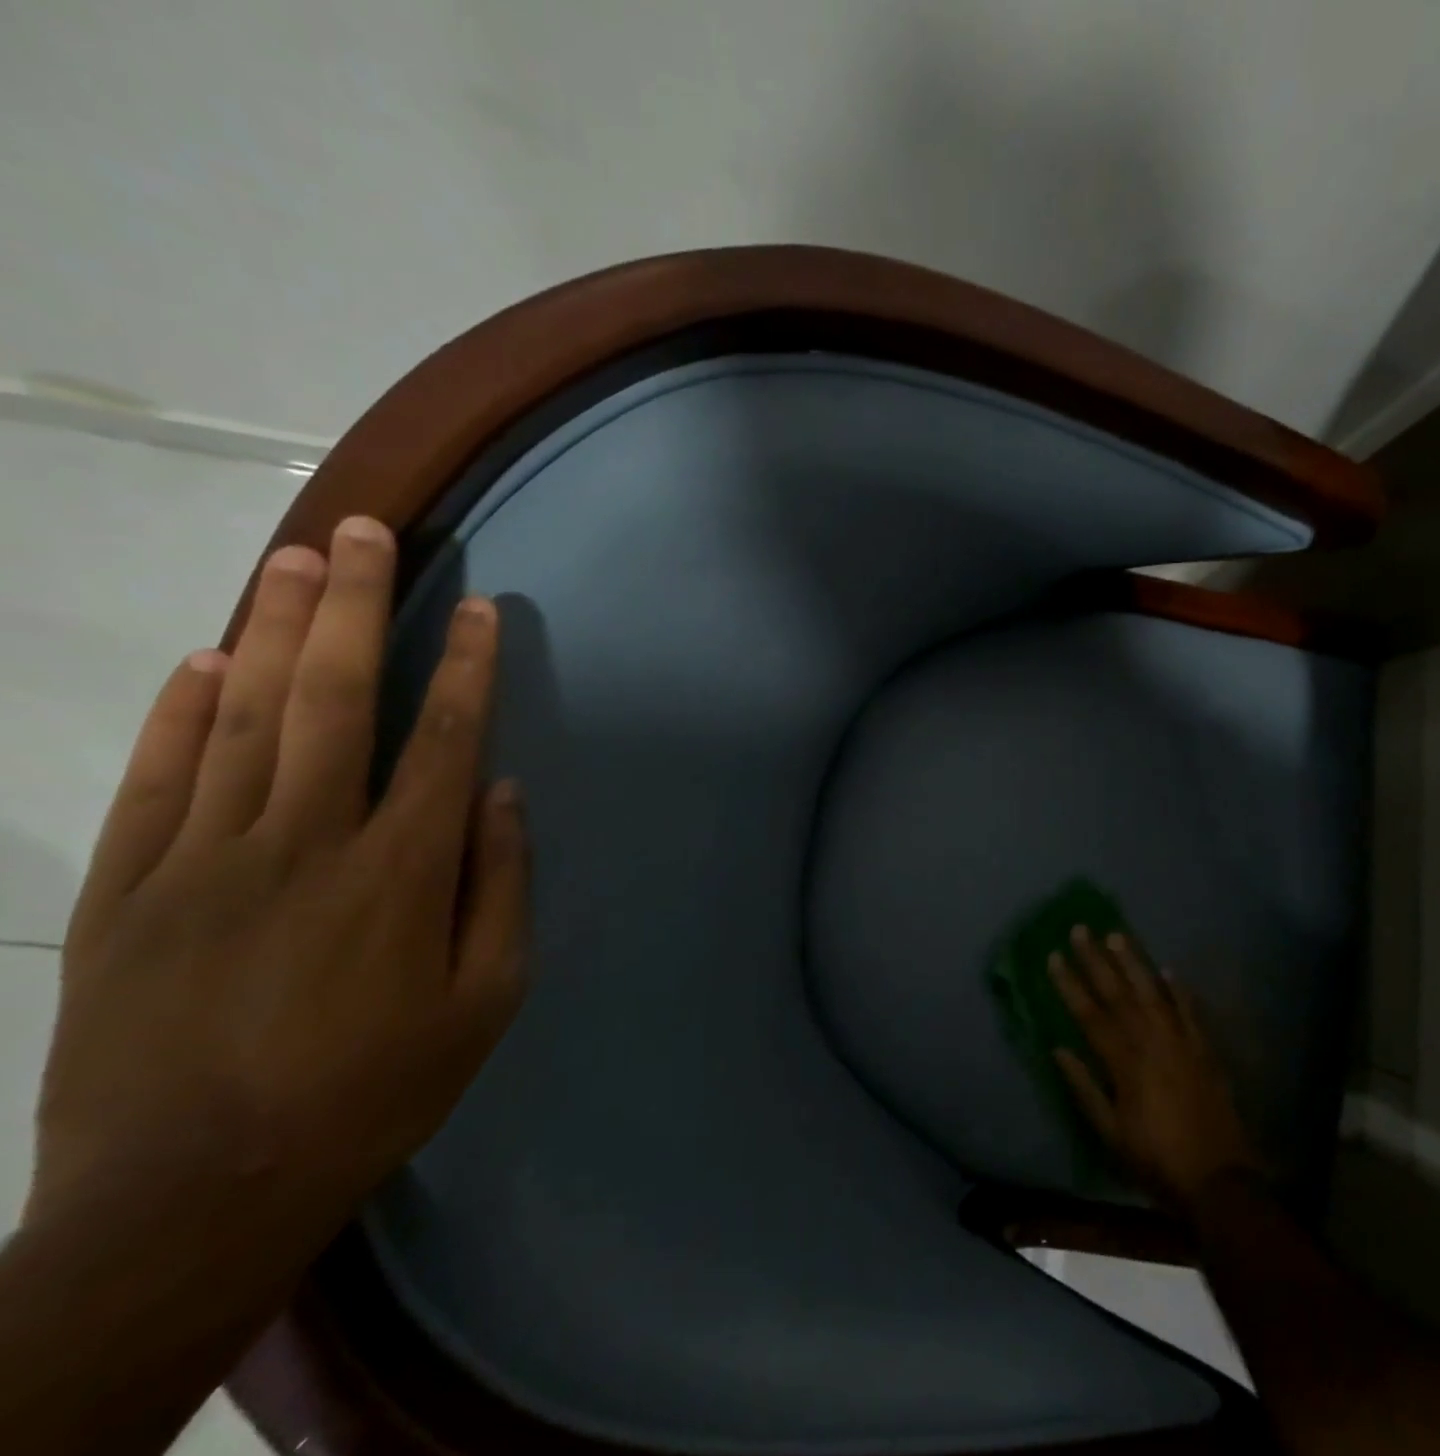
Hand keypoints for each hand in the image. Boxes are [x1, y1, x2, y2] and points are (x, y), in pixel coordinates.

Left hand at [28, 515, 527, 1253]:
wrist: (195, 1195)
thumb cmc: (376, 1088)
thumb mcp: (486, 998)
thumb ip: (500, 888)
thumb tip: (505, 798)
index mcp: (402, 872)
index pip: (445, 740)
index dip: (466, 666)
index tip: (479, 608)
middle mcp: (307, 842)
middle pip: (334, 699)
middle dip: (354, 607)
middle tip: (364, 531)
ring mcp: (205, 860)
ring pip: (243, 719)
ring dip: (272, 630)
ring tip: (293, 560)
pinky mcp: (128, 892)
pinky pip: (157, 779)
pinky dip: (180, 712)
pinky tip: (204, 661)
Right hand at [1049, 926, 1265, 1213]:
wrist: (1219, 1181)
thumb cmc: (1156, 1160)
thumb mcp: (1111, 1133)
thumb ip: (1084, 1088)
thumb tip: (1058, 1049)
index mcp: (1124, 1063)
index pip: (1090, 1014)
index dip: (1070, 984)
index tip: (1054, 956)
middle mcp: (1151, 1043)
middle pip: (1118, 994)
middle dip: (1096, 960)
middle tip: (1081, 929)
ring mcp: (1181, 1043)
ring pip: (1153, 993)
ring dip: (1133, 963)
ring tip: (1117, 935)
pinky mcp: (1204, 1051)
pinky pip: (1190, 1011)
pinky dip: (1179, 990)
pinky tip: (1168, 970)